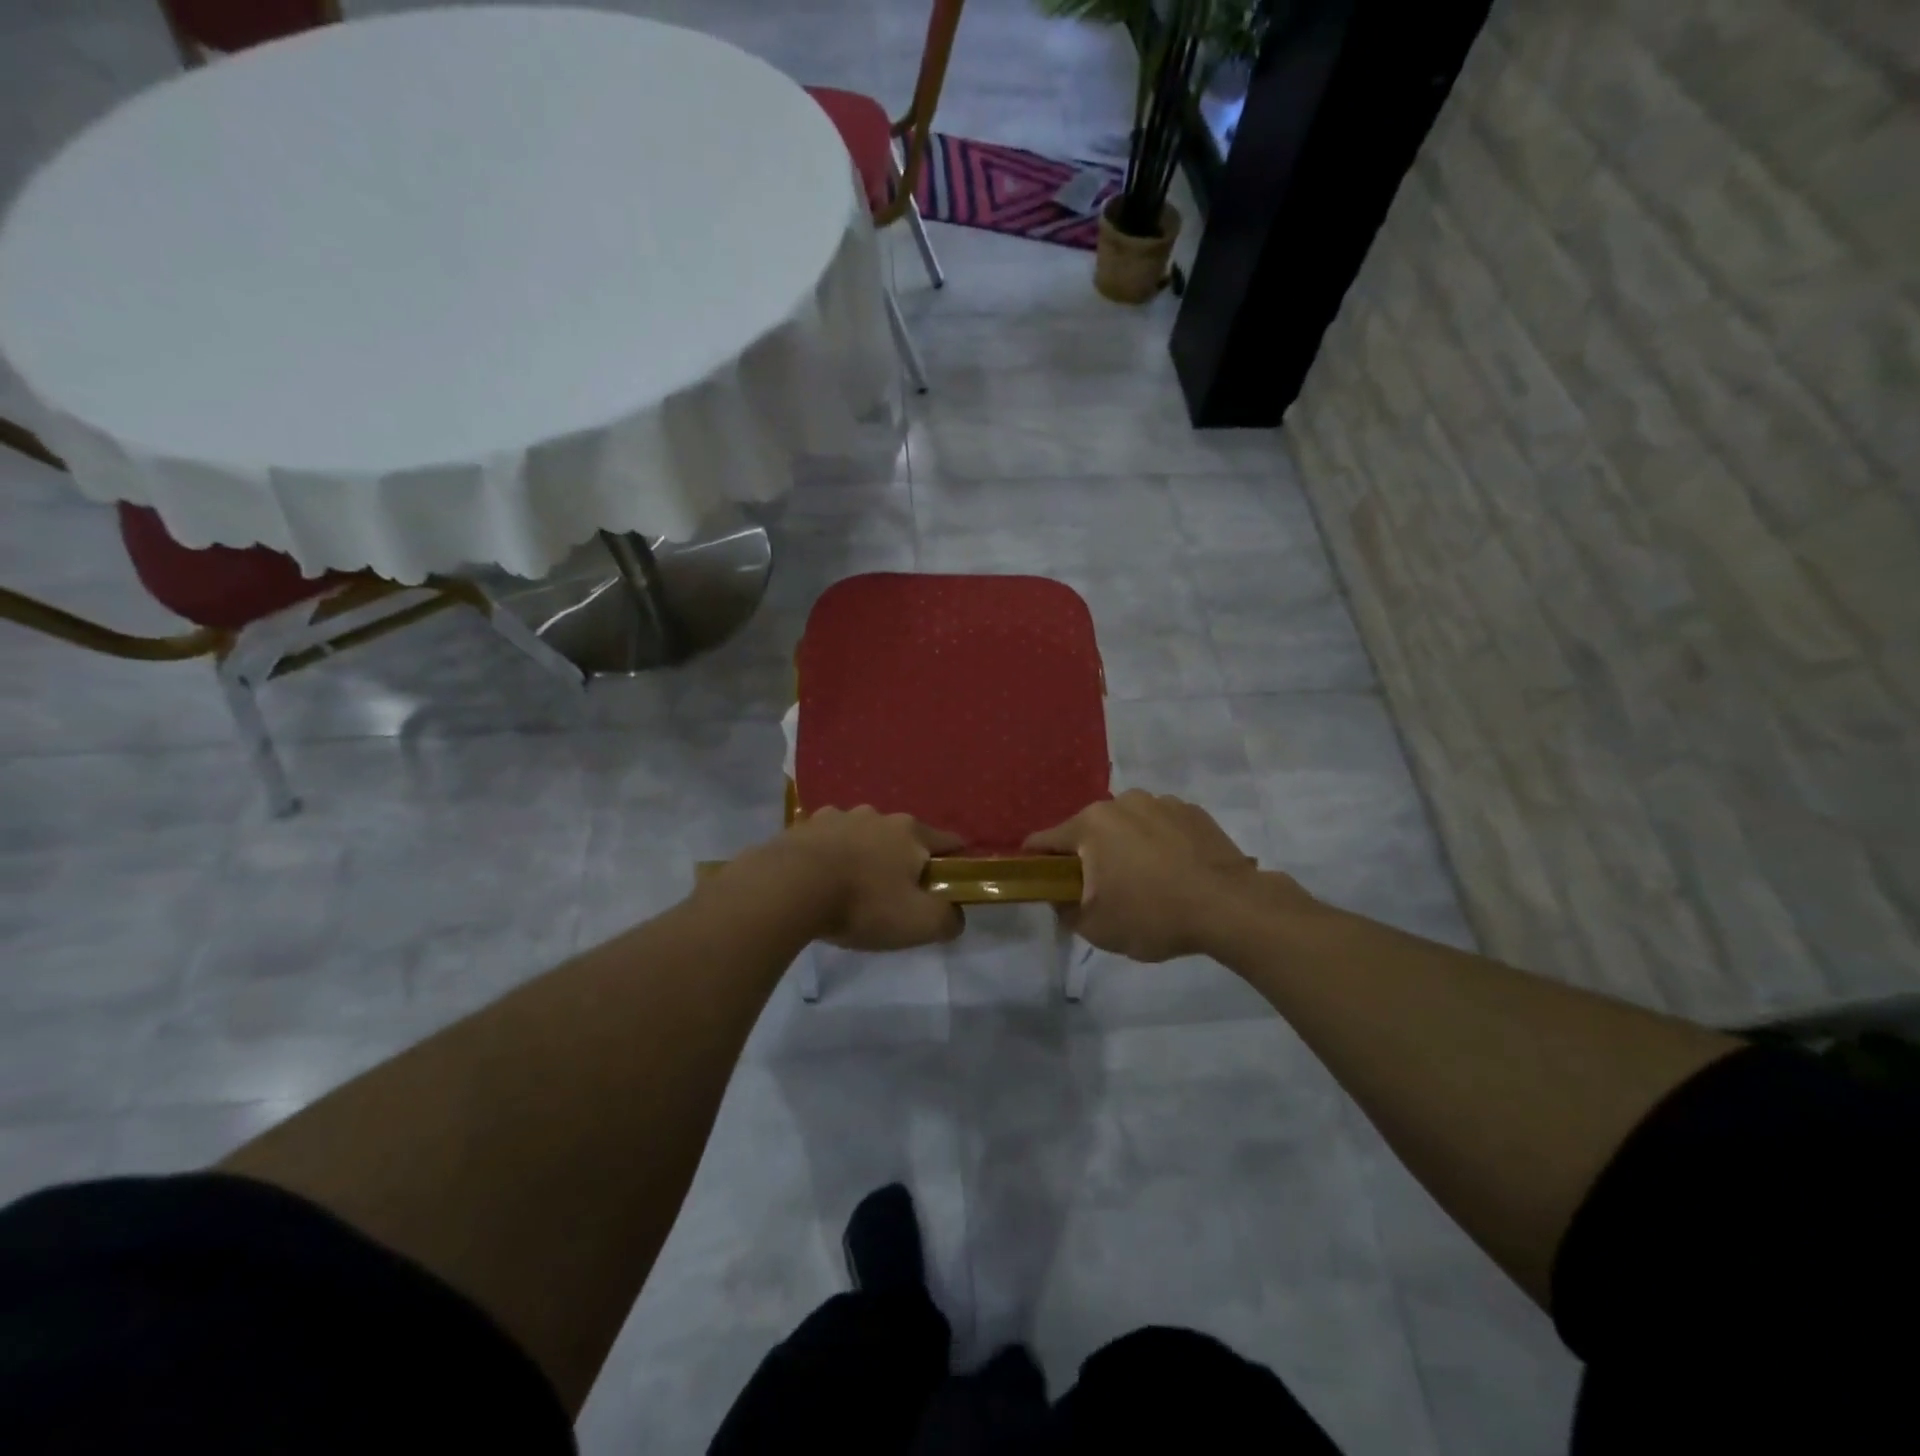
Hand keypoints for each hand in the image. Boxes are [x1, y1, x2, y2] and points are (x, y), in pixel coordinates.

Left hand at [737, 806, 964, 950]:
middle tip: (897, 893)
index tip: (955, 880)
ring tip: (854, 885)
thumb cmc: (864, 903)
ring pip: (863, 834)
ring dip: (865, 854)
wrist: (790, 887)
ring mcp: (839, 816)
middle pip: (903, 837)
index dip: (957, 861)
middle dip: (905, 860)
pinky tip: (822, 877)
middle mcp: (878, 815)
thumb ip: (948, 918)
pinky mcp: (805, 825)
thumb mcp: (919, 923)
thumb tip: (955, 914)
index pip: (948, 841)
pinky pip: (828, 839)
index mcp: (911, 832)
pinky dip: (832, 854)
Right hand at [1024, 791, 1309, 961]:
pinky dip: (1158, 844)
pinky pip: (1160, 826)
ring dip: (1125, 847)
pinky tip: (1174, 872)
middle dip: (1088, 858)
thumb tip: (1060, 896)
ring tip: (1146, 882)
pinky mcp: (1192, 811)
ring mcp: (1160, 802)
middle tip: (1102, 892)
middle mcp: (1121, 802)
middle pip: (1088, 831)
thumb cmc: (1154, 915)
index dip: (1034, 863)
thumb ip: (1064, 909)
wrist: (1231, 907)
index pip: (1044, 841)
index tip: (1040, 883)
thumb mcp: (1096, 927)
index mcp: (1090, 824)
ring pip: (1126, 826)